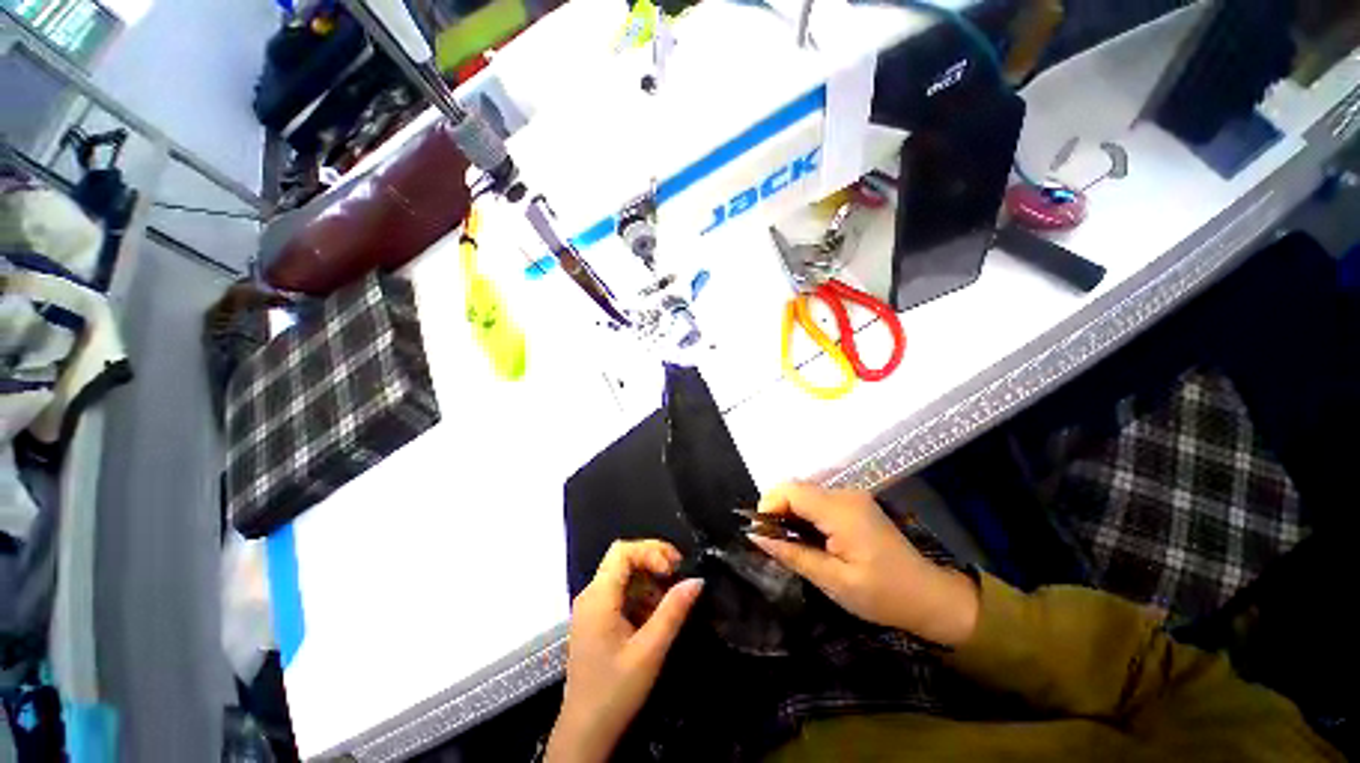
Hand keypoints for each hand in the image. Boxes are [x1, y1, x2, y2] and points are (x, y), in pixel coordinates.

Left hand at [546, 540, 702, 762]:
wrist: (584, 734)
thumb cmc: (615, 692)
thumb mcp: (649, 651)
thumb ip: (673, 611)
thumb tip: (697, 580)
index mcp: (598, 597)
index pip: (622, 551)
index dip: (650, 551)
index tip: (673, 570)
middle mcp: (591, 594)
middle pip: (622, 558)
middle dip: (653, 559)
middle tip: (678, 573)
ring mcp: (592, 606)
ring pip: (623, 574)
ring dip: (649, 578)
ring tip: (670, 597)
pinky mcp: (596, 619)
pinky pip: (620, 592)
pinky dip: (641, 594)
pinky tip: (655, 613)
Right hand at [748, 483, 977, 646]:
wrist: (929, 596)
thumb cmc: (883, 595)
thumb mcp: (833, 582)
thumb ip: (792, 555)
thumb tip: (755, 536)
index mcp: (840, 510)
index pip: (790, 490)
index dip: (768, 506)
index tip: (761, 535)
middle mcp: (844, 494)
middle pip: (795, 488)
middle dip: (776, 510)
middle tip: (775, 544)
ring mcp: (850, 496)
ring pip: (804, 492)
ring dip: (789, 513)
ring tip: (790, 545)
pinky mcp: (853, 503)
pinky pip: (817, 499)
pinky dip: (804, 514)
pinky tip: (809, 539)